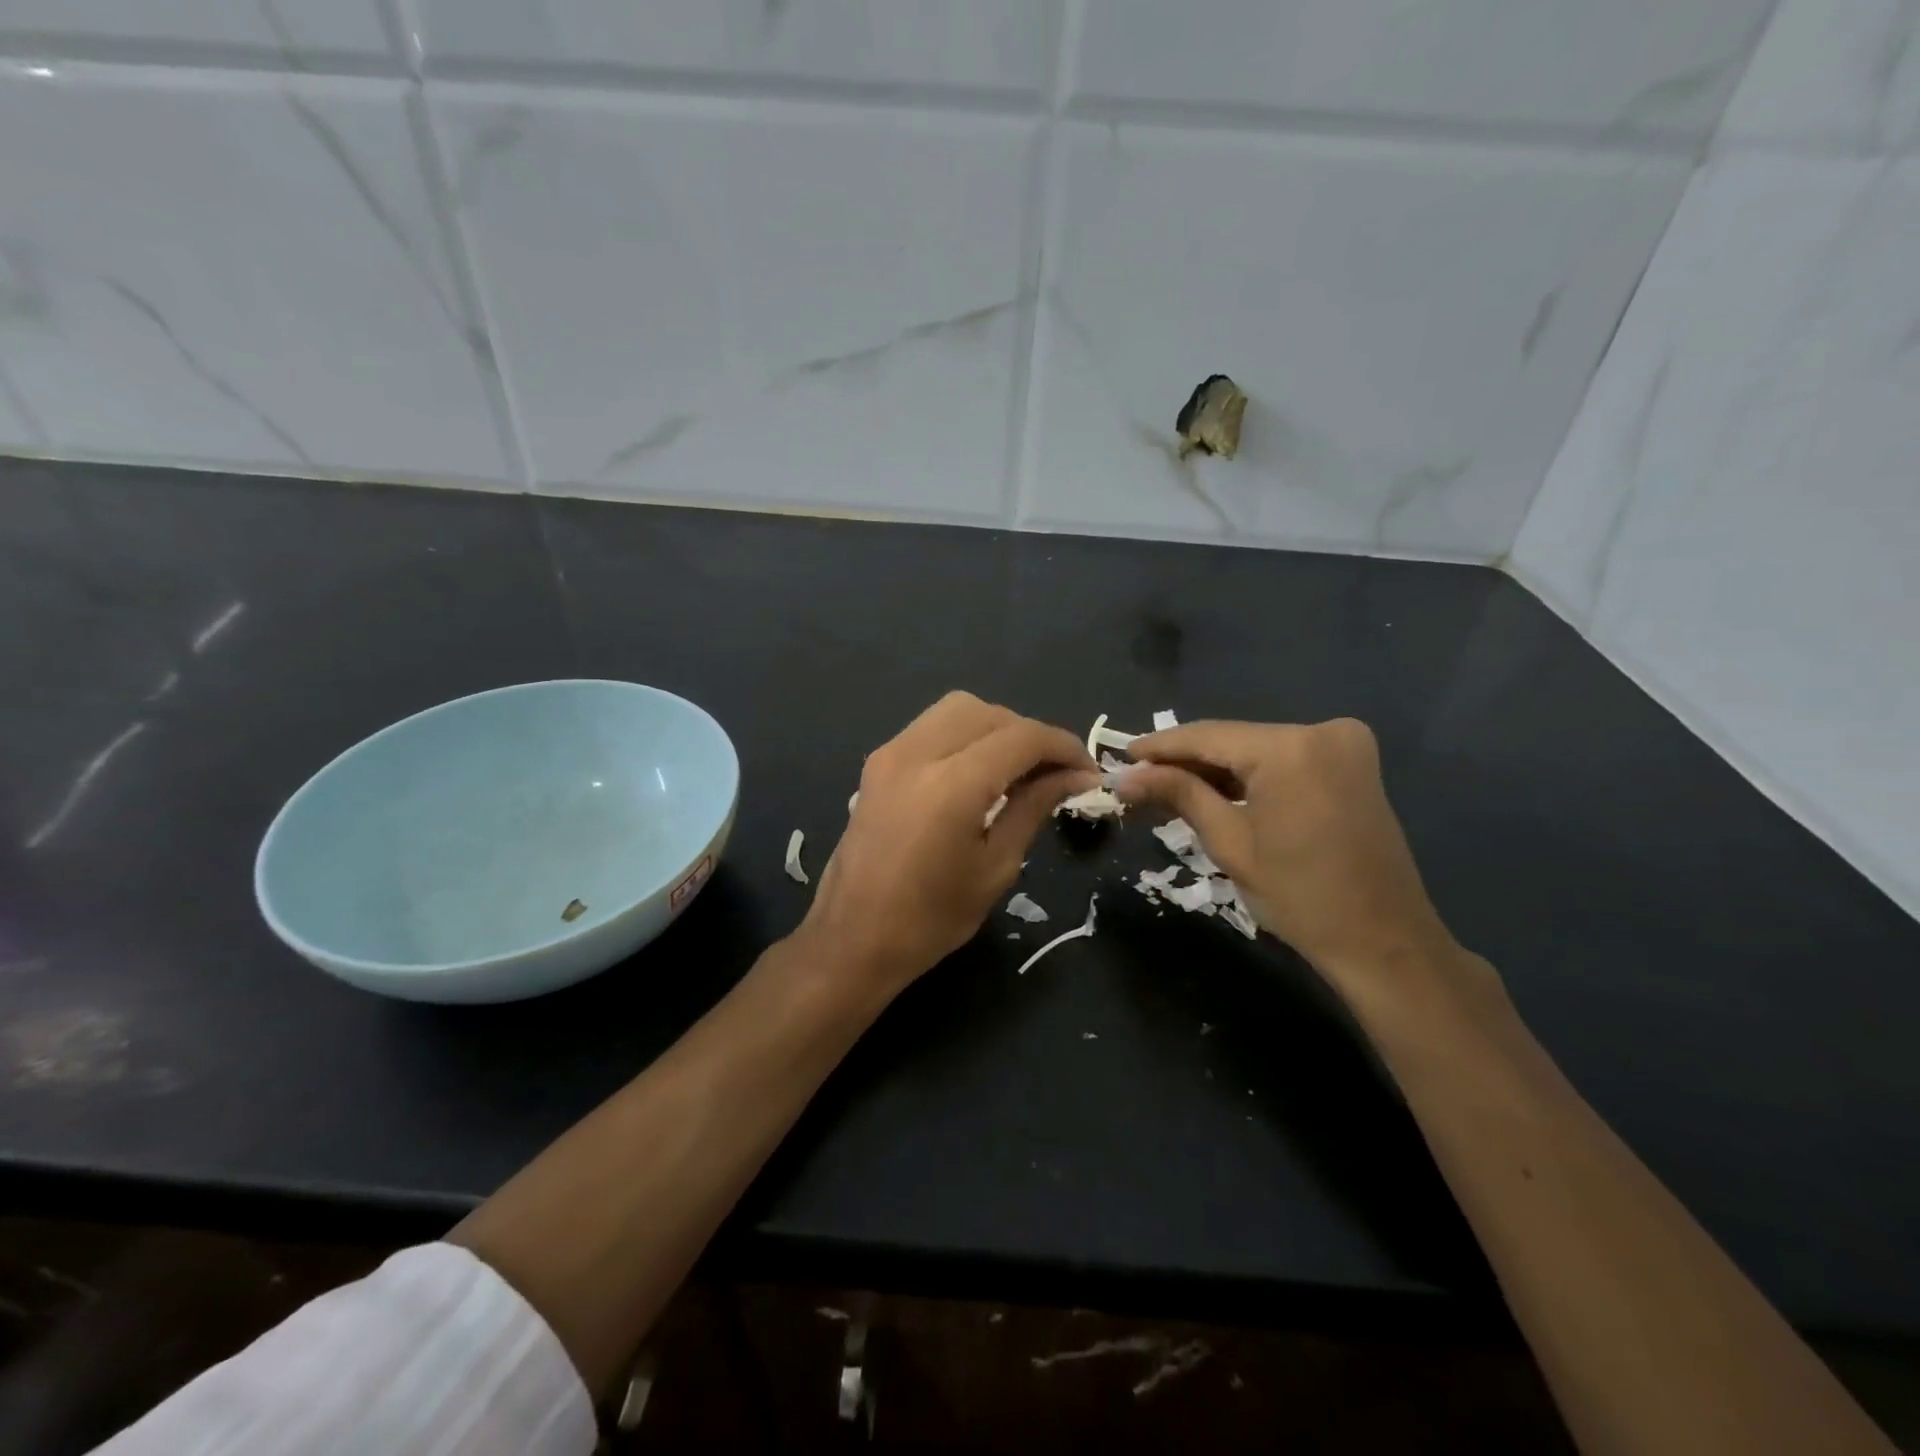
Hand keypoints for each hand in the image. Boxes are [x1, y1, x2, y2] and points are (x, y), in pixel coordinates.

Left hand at [799, 692, 1097, 997]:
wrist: (852, 939)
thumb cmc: (931, 919)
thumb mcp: (996, 866)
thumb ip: (1034, 807)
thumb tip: (1075, 777)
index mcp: (951, 785)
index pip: (1022, 738)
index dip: (1064, 747)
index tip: (1088, 771)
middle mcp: (916, 753)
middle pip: (989, 713)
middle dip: (1030, 735)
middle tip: (1055, 773)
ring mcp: (890, 753)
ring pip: (957, 709)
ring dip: (996, 728)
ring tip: (1018, 769)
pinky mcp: (877, 762)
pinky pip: (931, 727)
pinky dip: (964, 735)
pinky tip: (978, 771)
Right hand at [1118, 718, 1485, 1012]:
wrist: (1384, 942)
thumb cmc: (1300, 898)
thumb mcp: (1230, 843)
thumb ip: (1179, 795)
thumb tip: (1125, 777)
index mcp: (1291, 749)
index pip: (1207, 736)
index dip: (1159, 747)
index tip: (1121, 756)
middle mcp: (1321, 731)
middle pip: (1233, 739)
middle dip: (1185, 760)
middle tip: (1138, 779)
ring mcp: (1343, 744)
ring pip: (1257, 748)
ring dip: (1215, 768)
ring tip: (1166, 787)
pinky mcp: (1351, 762)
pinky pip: (1284, 759)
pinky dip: (1249, 775)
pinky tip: (1214, 790)